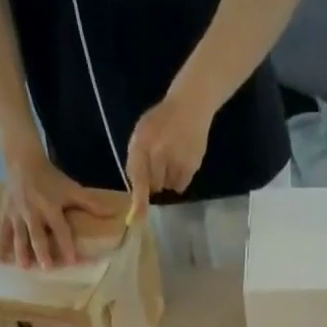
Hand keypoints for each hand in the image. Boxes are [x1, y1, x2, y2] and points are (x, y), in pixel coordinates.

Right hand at [0, 149, 118, 268]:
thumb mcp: (70, 188)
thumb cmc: (50, 178)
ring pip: (19, 234)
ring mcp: (17, 213)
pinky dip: (1, 245)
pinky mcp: (6, 213)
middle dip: (42, 250)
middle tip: (46, 267)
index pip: (60, 229)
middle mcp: (33, 211)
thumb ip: (90, 203)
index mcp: (50, 207)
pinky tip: (0, 260)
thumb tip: (113, 213)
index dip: (66, 244)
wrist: (22, 159)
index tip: (72, 261)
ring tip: (24, 267)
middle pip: (38, 233)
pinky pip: (3, 231)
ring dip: (21, 251)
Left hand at [126, 89, 213, 210]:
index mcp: (141, 143)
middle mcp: (158, 153)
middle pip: (154, 186)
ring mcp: (176, 160)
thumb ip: (136, 161)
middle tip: (160, 160)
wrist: (190, 106)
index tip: (138, 220)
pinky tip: (182, 161)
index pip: (138, 177)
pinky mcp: (191, 166)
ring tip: (173, 157)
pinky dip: (180, 179)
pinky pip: (181, 186)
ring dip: (168, 178)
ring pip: (168, 187)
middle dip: (155, 179)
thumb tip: (136, 192)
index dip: (139, 201)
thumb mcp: (141, 134)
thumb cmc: (161, 122)